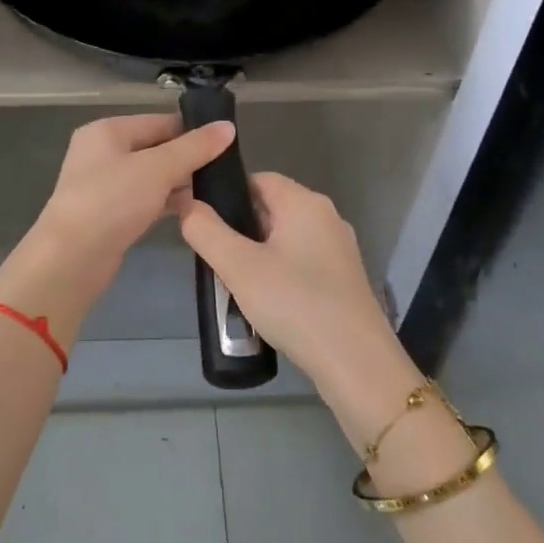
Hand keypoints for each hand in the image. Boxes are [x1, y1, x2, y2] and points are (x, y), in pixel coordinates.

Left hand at [0, 114, 235, 345]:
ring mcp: (104, 185)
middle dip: (189, 159)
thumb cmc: (112, 201)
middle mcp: (102, 152)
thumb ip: (194, 147)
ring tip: (217, 191)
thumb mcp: (158, 168)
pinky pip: (145, 199)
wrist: (71, 258)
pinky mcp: (109, 214)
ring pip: (152, 176)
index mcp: (108, 131)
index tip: (229, 144)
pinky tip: (193, 211)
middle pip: (156, 148)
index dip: (194, 131)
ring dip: (180, 183)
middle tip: (228, 171)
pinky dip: (166, 202)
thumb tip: (228, 127)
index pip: (160, 121)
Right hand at [177, 171, 401, 402]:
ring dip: (257, 254)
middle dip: (239, 228)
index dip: (226, 194)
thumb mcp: (239, 267)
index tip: (202, 222)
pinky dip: (278, 273)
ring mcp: (338, 249)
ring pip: (284, 238)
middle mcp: (326, 217)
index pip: (258, 179)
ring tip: (234, 282)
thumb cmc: (295, 304)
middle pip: (271, 208)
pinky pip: (300, 262)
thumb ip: (206, 231)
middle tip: (214, 258)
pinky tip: (265, 301)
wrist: (356, 363)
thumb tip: (187, 204)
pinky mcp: (342, 279)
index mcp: (305, 202)